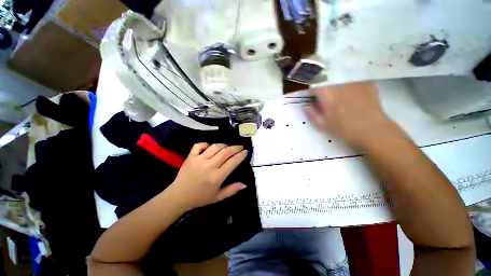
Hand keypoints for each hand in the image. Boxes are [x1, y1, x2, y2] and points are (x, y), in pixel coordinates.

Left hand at [168, 143, 248, 210]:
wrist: (178, 197)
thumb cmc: (200, 198)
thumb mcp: (218, 197)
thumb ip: (232, 190)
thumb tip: (245, 184)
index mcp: (217, 177)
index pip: (233, 162)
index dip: (241, 155)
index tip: (246, 151)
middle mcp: (209, 166)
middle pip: (225, 152)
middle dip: (235, 147)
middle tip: (240, 147)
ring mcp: (199, 160)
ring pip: (215, 147)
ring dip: (223, 145)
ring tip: (227, 147)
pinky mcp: (190, 157)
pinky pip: (199, 145)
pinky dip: (206, 144)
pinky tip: (209, 147)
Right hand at [305, 82, 401, 149]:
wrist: (372, 130)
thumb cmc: (343, 128)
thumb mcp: (322, 124)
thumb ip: (311, 113)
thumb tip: (305, 105)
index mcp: (326, 92)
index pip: (314, 86)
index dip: (313, 93)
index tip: (315, 100)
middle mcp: (339, 83)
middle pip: (327, 80)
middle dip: (325, 88)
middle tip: (328, 100)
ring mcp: (355, 81)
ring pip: (341, 79)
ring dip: (338, 85)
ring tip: (341, 97)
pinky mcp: (367, 83)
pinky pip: (355, 80)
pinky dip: (351, 85)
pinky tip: (354, 94)